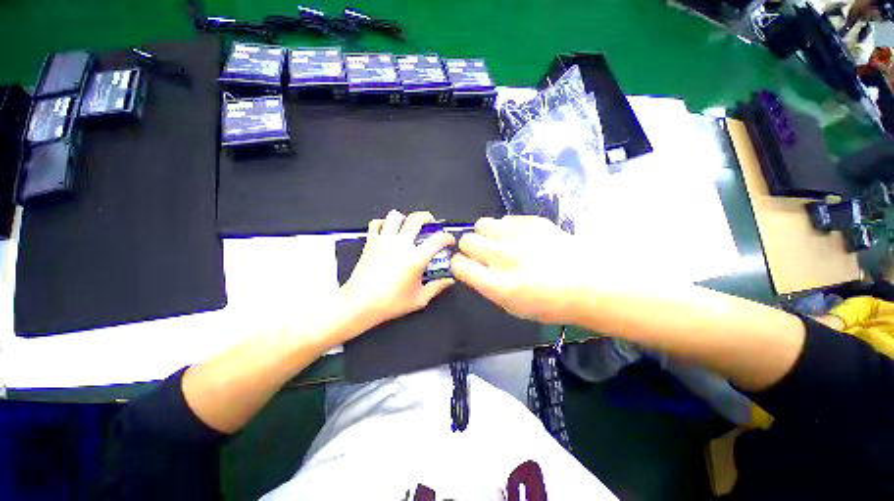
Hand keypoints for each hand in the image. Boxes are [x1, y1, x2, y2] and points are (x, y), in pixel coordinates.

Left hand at [339, 210, 454, 335]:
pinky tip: (388, 230)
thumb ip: (437, 287)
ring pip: (395, 216)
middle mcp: (401, 244)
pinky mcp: (371, 243)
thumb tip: (448, 281)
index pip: (438, 239)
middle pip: (417, 219)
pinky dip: (384, 223)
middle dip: (428, 218)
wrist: (360, 304)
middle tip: (431, 224)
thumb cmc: (390, 303)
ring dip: (405, 218)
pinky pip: (376, 223)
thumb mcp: (419, 299)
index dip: (448, 237)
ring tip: (409, 226)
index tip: (449, 241)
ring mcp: (384, 241)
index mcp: (416, 258)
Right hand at [451, 215, 589, 323]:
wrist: (589, 283)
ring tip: (501, 241)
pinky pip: (505, 218)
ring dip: (486, 233)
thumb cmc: (549, 303)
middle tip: (485, 253)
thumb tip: (474, 268)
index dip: (459, 264)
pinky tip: (522, 237)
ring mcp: (517, 236)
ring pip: (482, 223)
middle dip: (470, 247)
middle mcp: (501, 257)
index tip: (467, 265)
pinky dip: (507, 228)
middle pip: (466, 240)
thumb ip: (486, 285)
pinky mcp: (531, 222)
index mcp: (495, 284)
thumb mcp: (511, 306)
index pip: (459, 264)